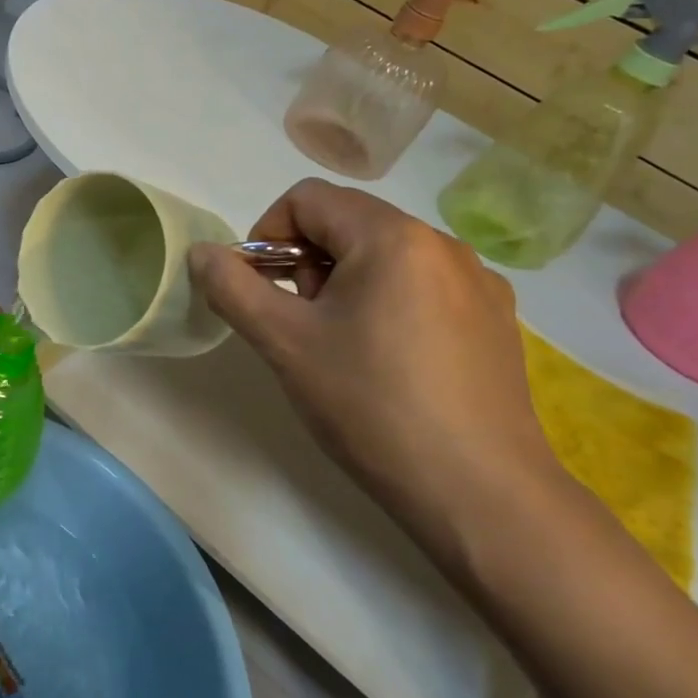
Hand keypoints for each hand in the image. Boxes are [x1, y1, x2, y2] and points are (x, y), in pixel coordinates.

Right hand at [189, 179, 559, 554]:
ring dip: (344, 284)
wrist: (483, 498)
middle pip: (346, 223)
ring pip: (383, 255)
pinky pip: (422, 285)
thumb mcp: (284, 342)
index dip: (268, 235)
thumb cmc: (373, 406)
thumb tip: (201, 252)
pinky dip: (388, 303)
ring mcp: (478, 283)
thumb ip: (232, 287)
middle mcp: (442, 244)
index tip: (264, 292)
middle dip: (306, 263)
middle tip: (302, 325)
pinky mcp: (495, 320)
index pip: (307, 199)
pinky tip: (390, 362)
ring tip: (342, 347)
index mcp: (392, 236)